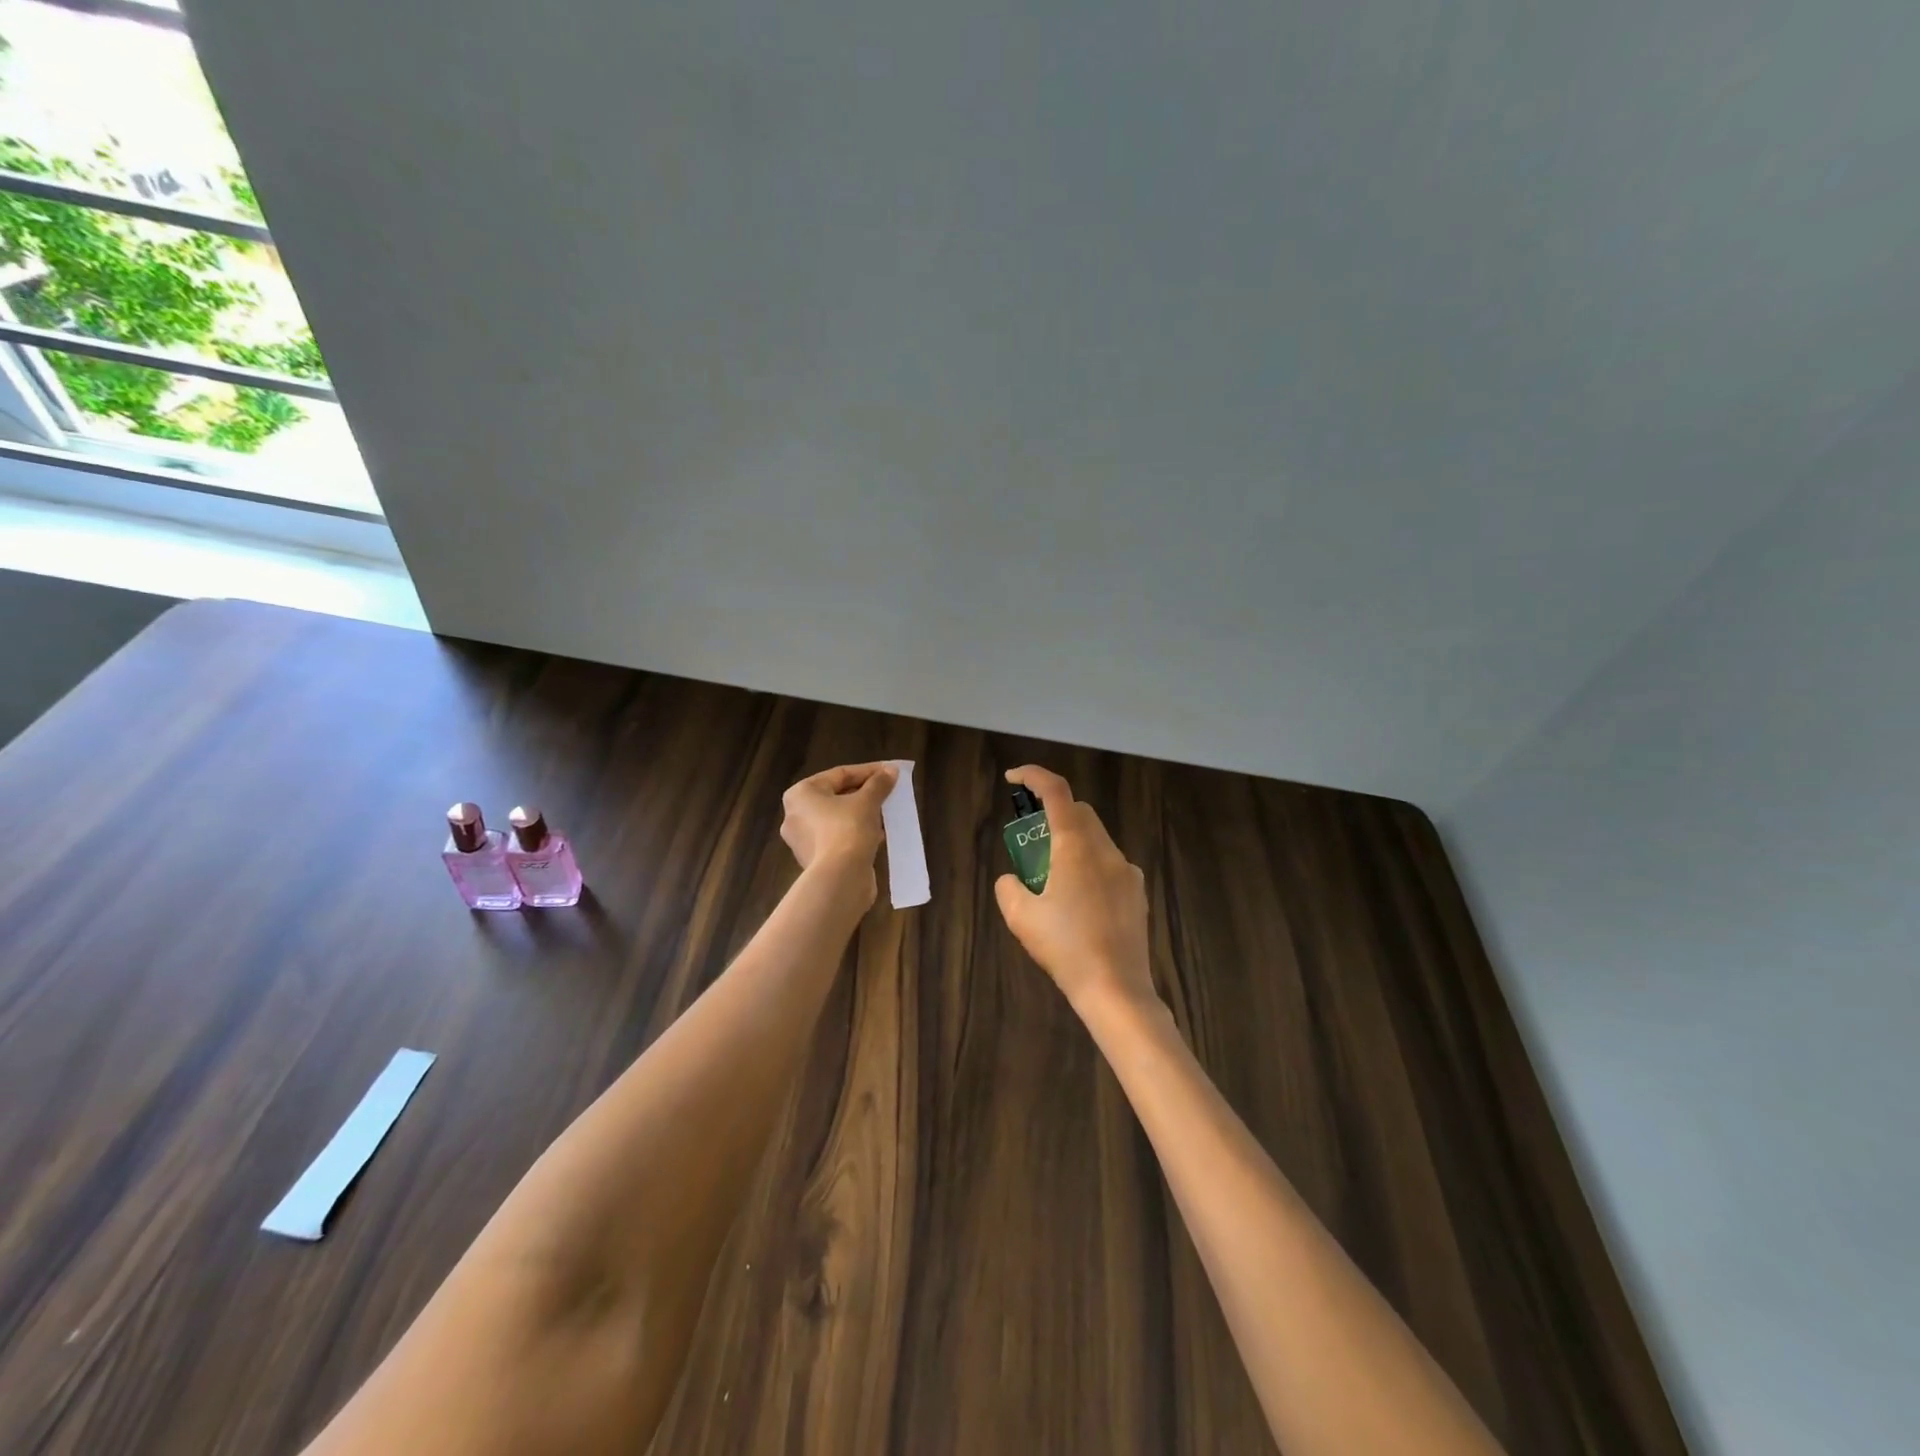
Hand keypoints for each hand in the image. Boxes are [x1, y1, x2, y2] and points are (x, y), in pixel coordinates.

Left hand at [780, 761, 896, 902]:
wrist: (840, 878)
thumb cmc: (848, 829)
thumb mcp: (868, 801)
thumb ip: (879, 783)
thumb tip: (891, 770)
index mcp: (801, 794)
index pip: (839, 774)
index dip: (868, 771)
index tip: (890, 772)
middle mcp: (795, 815)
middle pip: (836, 796)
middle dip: (864, 793)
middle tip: (888, 792)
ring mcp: (803, 840)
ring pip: (837, 819)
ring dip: (861, 814)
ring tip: (885, 813)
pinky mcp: (814, 860)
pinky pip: (837, 838)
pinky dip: (855, 833)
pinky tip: (877, 835)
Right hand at [994, 765, 1156, 1017]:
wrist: (1115, 988)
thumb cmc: (1065, 947)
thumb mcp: (1020, 917)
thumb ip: (1008, 888)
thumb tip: (1012, 880)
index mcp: (1075, 846)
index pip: (1056, 791)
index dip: (1033, 776)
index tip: (1013, 779)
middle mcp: (1106, 850)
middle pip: (1079, 812)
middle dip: (1052, 814)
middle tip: (1030, 840)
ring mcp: (1127, 872)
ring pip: (1096, 839)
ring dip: (1072, 842)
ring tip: (1052, 878)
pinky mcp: (1137, 894)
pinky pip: (1110, 866)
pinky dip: (1090, 867)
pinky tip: (1080, 903)